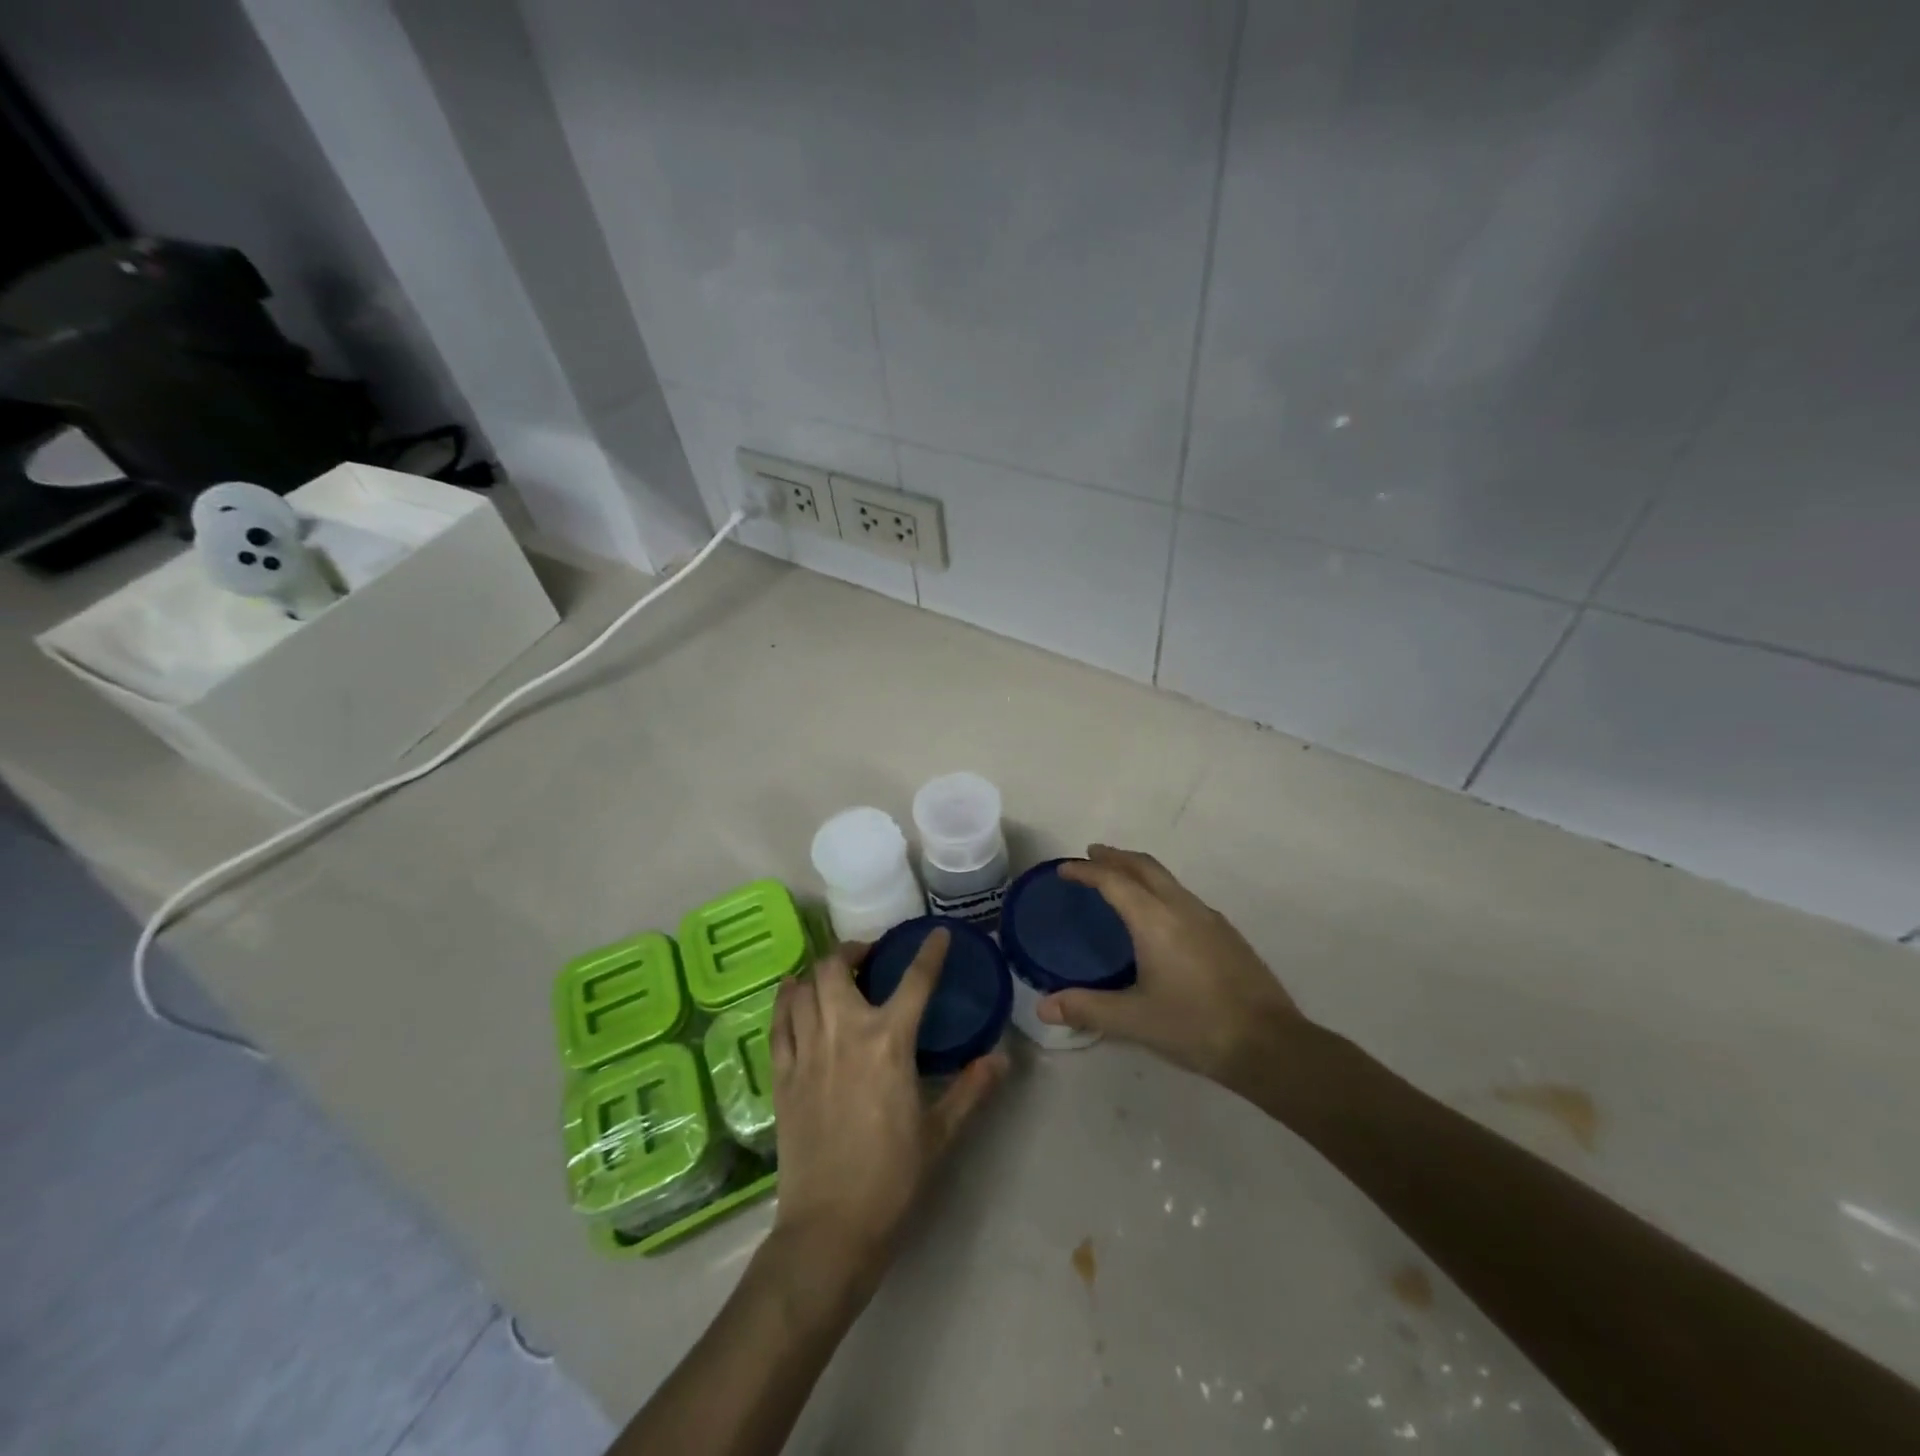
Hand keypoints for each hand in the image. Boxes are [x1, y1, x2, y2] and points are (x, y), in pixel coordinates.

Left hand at [769, 931, 1006, 1292]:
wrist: (829, 1229)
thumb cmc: (892, 1180)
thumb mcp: (941, 1134)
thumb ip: (972, 1090)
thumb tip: (1002, 1059)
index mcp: (889, 1043)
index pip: (914, 981)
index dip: (929, 952)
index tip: (938, 934)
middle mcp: (844, 1033)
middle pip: (836, 967)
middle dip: (853, 951)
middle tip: (868, 958)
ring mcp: (807, 1051)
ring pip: (804, 987)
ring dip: (819, 971)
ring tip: (833, 975)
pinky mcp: (781, 1075)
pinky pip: (778, 1021)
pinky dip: (786, 999)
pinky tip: (793, 993)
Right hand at [1036, 845, 1303, 1088]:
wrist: (1270, 1044)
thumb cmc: (1195, 1026)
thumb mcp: (1134, 1020)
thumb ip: (1087, 1009)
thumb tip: (1044, 1007)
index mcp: (1155, 920)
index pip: (1113, 881)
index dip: (1086, 870)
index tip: (1064, 868)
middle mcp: (1182, 908)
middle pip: (1144, 866)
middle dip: (1115, 857)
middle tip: (1092, 855)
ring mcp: (1209, 918)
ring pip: (1167, 879)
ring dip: (1139, 871)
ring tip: (1120, 881)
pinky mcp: (1227, 934)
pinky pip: (1184, 896)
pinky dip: (1160, 890)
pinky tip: (1159, 916)